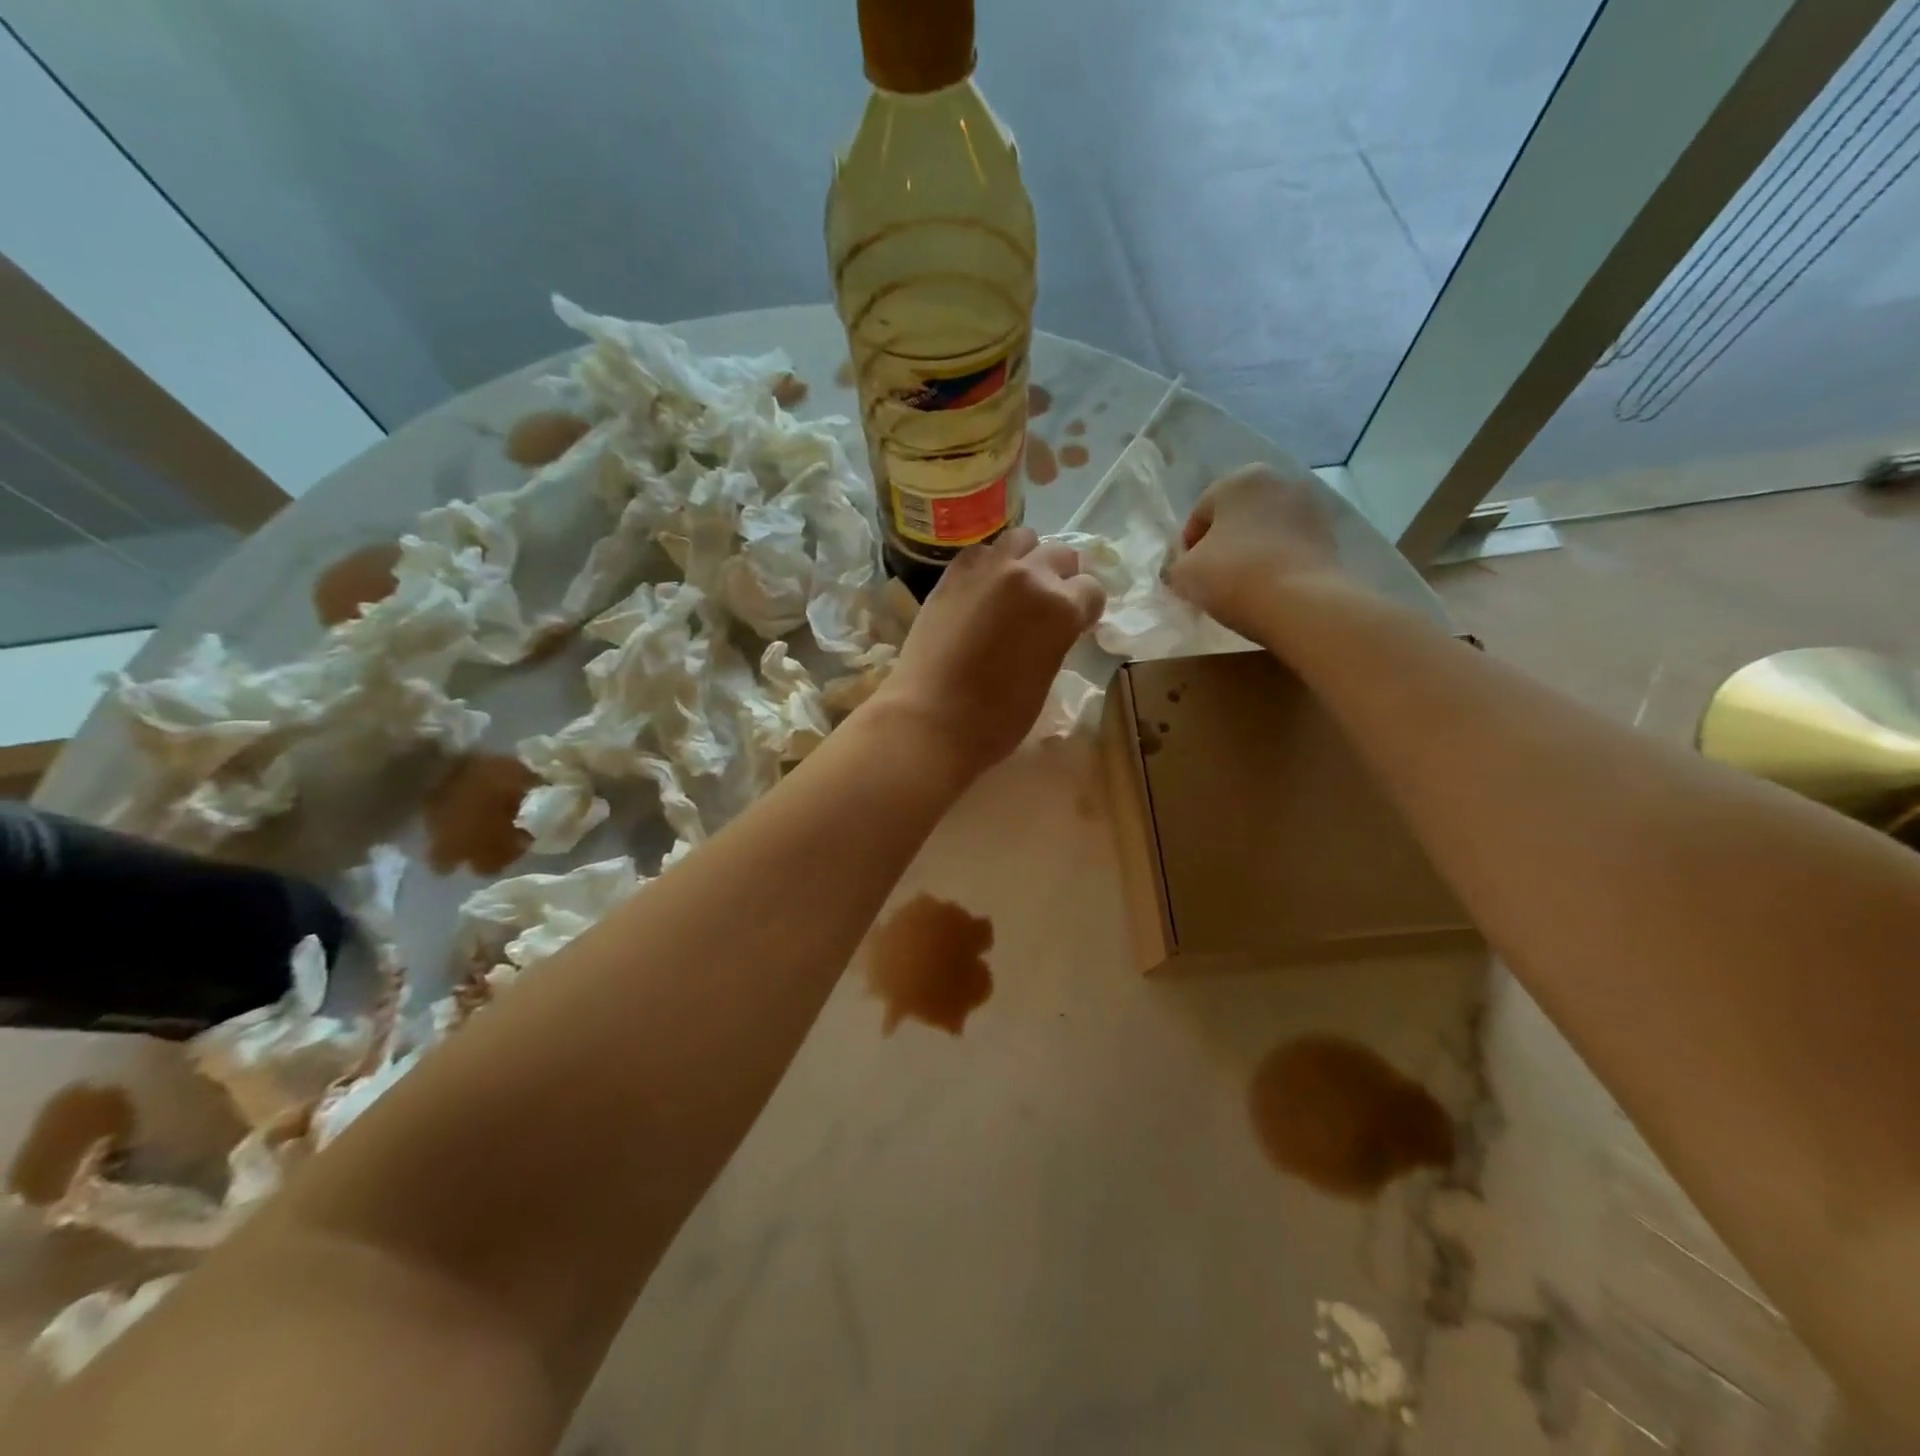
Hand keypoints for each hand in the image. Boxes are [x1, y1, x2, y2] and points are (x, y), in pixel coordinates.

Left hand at [872, 528, 1105, 779]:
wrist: (929, 717)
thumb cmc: (996, 718)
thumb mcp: (1044, 679)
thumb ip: (1055, 640)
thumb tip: (1051, 629)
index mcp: (1061, 607)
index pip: (1091, 590)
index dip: (1086, 609)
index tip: (1076, 624)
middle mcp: (1030, 575)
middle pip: (1060, 555)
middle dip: (1061, 577)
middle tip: (1046, 605)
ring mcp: (988, 569)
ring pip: (1021, 539)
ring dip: (1026, 559)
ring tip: (1016, 588)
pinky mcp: (952, 574)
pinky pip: (981, 552)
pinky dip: (989, 564)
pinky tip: (982, 590)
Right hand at [1166, 464, 1356, 639]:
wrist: (1301, 603)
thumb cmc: (1232, 577)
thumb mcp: (1182, 574)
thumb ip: (1175, 564)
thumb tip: (1182, 566)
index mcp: (1238, 479)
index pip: (1199, 515)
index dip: (1187, 548)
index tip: (1186, 576)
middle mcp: (1277, 481)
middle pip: (1235, 518)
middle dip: (1222, 544)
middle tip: (1213, 580)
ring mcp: (1309, 506)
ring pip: (1264, 530)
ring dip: (1251, 551)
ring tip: (1242, 586)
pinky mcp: (1330, 533)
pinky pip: (1289, 546)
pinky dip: (1276, 560)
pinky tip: (1268, 587)